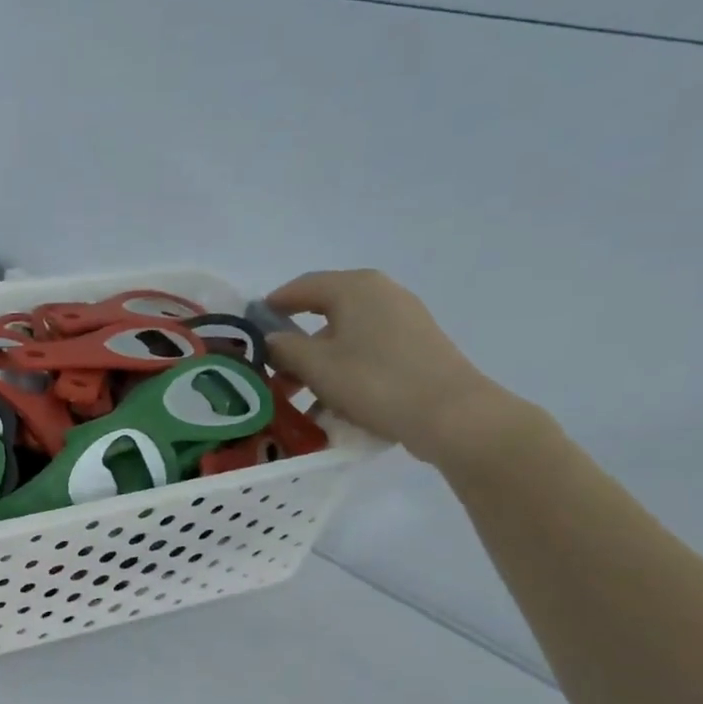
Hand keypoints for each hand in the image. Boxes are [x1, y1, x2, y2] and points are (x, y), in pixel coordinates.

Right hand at [263, 270, 521, 465]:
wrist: (453, 416)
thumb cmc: (375, 381)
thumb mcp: (315, 366)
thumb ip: (283, 348)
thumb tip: (269, 340)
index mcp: (355, 288)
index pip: (301, 287)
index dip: (271, 307)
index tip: (249, 331)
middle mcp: (381, 294)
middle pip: (323, 312)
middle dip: (293, 343)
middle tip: (270, 371)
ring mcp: (404, 320)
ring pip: (344, 337)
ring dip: (316, 363)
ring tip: (297, 396)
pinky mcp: (417, 347)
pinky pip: (367, 352)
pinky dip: (344, 371)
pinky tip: (332, 404)